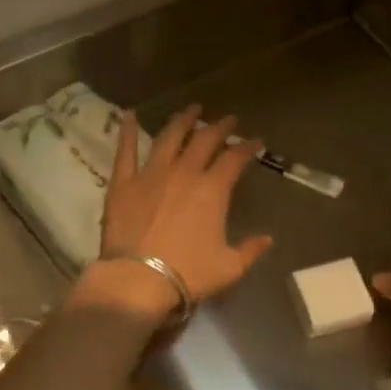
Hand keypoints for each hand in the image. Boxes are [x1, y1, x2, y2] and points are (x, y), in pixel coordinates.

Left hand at [78, 105, 272, 317]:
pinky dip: (128, 131)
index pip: (234, 159)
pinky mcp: (123, 183)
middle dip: (219, 127)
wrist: (139, 279)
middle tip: (228, 119)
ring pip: (169, 137)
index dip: (247, 147)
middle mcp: (183, 173)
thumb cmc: (188, 274)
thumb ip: (250, 250)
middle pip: (204, 140)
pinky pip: (125, 151)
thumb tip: (267, 239)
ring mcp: (150, 174)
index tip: (255, 141)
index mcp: (212, 190)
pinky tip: (130, 116)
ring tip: (190, 110)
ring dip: (182, 121)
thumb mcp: (229, 267)